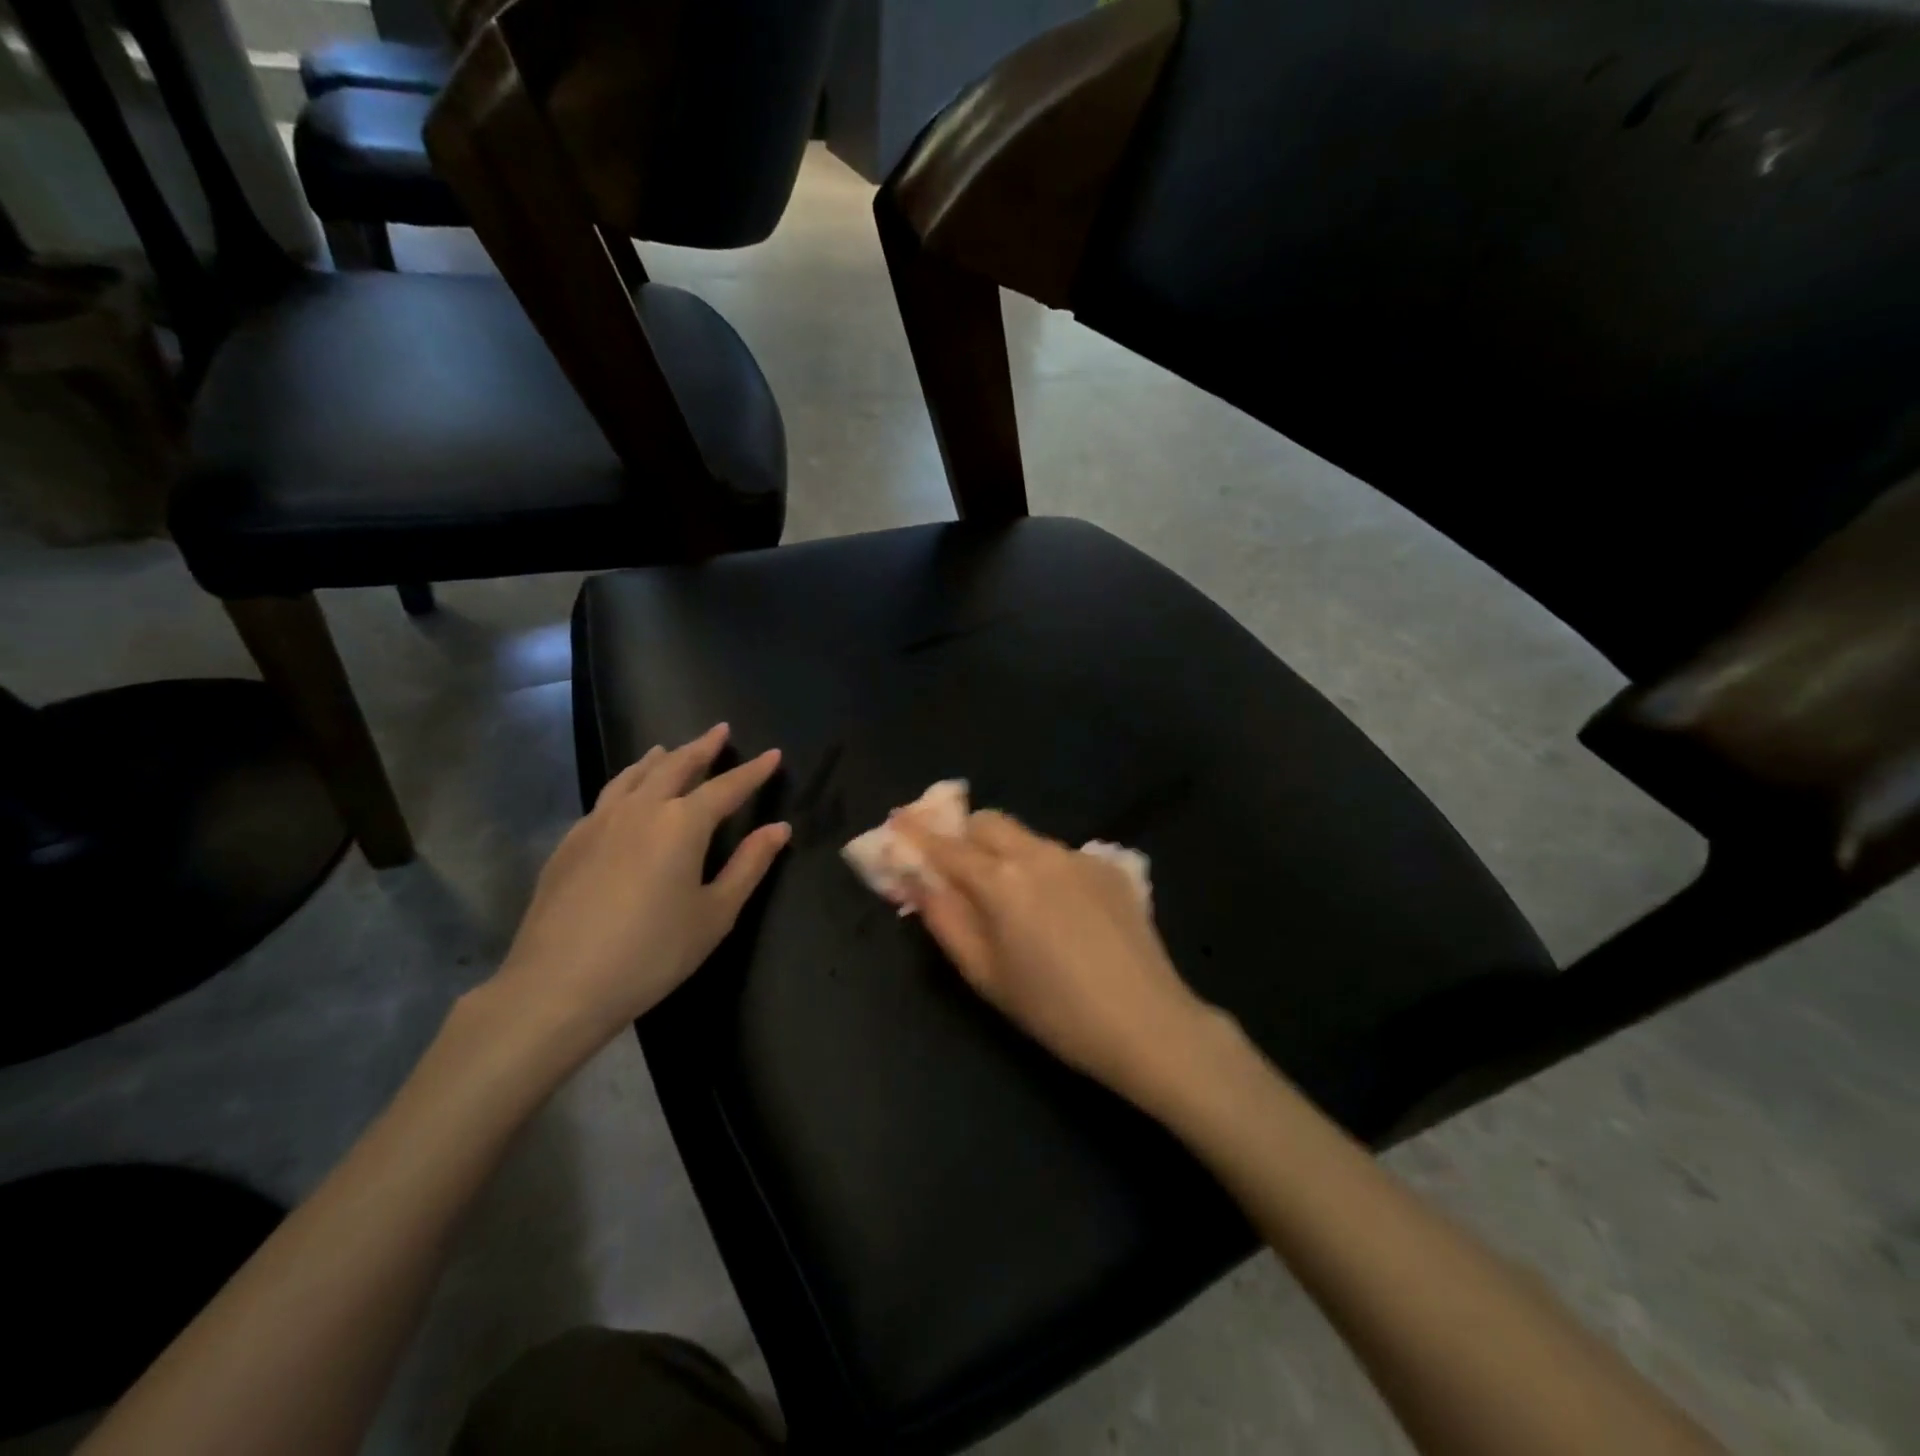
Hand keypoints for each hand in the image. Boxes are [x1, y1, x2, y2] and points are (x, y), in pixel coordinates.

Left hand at [486, 724, 788, 1059]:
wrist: (558, 985)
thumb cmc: (651, 953)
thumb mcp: (715, 914)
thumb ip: (749, 865)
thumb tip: (779, 828)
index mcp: (682, 824)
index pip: (727, 787)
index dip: (753, 771)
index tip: (773, 754)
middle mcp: (641, 809)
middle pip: (676, 766)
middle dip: (702, 747)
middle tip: (719, 730)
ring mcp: (599, 822)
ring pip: (634, 775)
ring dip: (659, 758)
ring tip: (669, 748)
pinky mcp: (570, 842)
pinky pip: (607, 796)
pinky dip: (626, 782)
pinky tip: (625, 795)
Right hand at [898, 811, 1220, 1108]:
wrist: (1146, 1022)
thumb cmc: (1053, 1010)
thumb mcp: (985, 974)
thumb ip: (945, 919)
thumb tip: (917, 880)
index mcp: (1001, 881)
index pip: (947, 846)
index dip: (917, 834)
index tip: (897, 821)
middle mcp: (1038, 853)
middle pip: (989, 822)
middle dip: (965, 835)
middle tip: (958, 869)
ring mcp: (1078, 856)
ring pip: (1026, 837)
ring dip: (1006, 854)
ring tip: (1016, 902)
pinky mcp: (1109, 867)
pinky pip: (1061, 855)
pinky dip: (1044, 870)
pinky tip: (1062, 913)